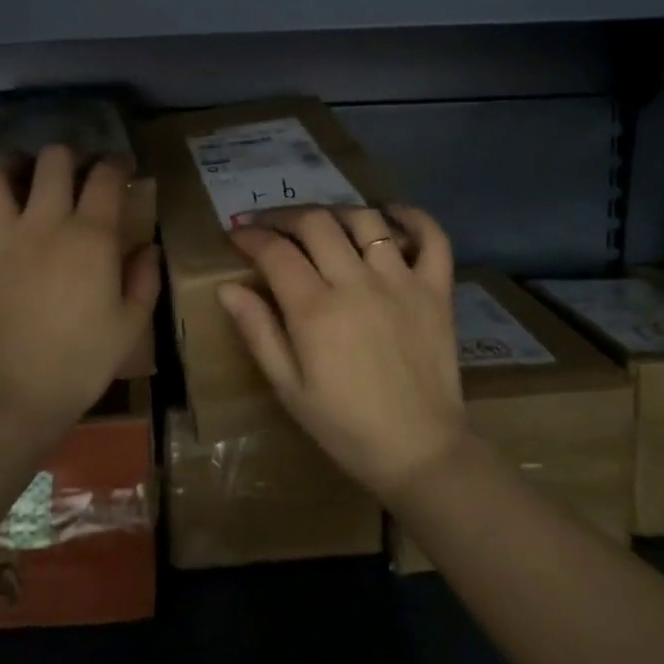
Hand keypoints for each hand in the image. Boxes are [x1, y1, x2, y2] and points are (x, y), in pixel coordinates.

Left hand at [0, 145, 159, 440]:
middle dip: (65, 156)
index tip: (122, 170)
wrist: (17, 398)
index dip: (117, 164)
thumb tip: (147, 248)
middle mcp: (42, 225)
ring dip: (4, 171)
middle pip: (51, 161)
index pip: (105, 176)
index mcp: (89, 236)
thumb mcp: (131, 323)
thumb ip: (144, 278)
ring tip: (14, 180)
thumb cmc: (83, 362)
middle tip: (71, 172)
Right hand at [218, 204, 468, 500]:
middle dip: (284, 216)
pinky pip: (432, 238)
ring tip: (320, 223)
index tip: (237, 234)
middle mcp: (357, 283)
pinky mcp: (436, 290)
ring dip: (336, 212)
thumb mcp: (288, 387)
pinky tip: (391, 214)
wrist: (419, 452)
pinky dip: (413, 217)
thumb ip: (258, 331)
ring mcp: (401, 282)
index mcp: (315, 310)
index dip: (250, 236)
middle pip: (316, 223)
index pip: (275, 251)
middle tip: (269, 224)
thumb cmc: (344, 426)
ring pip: (365, 220)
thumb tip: (226, 287)